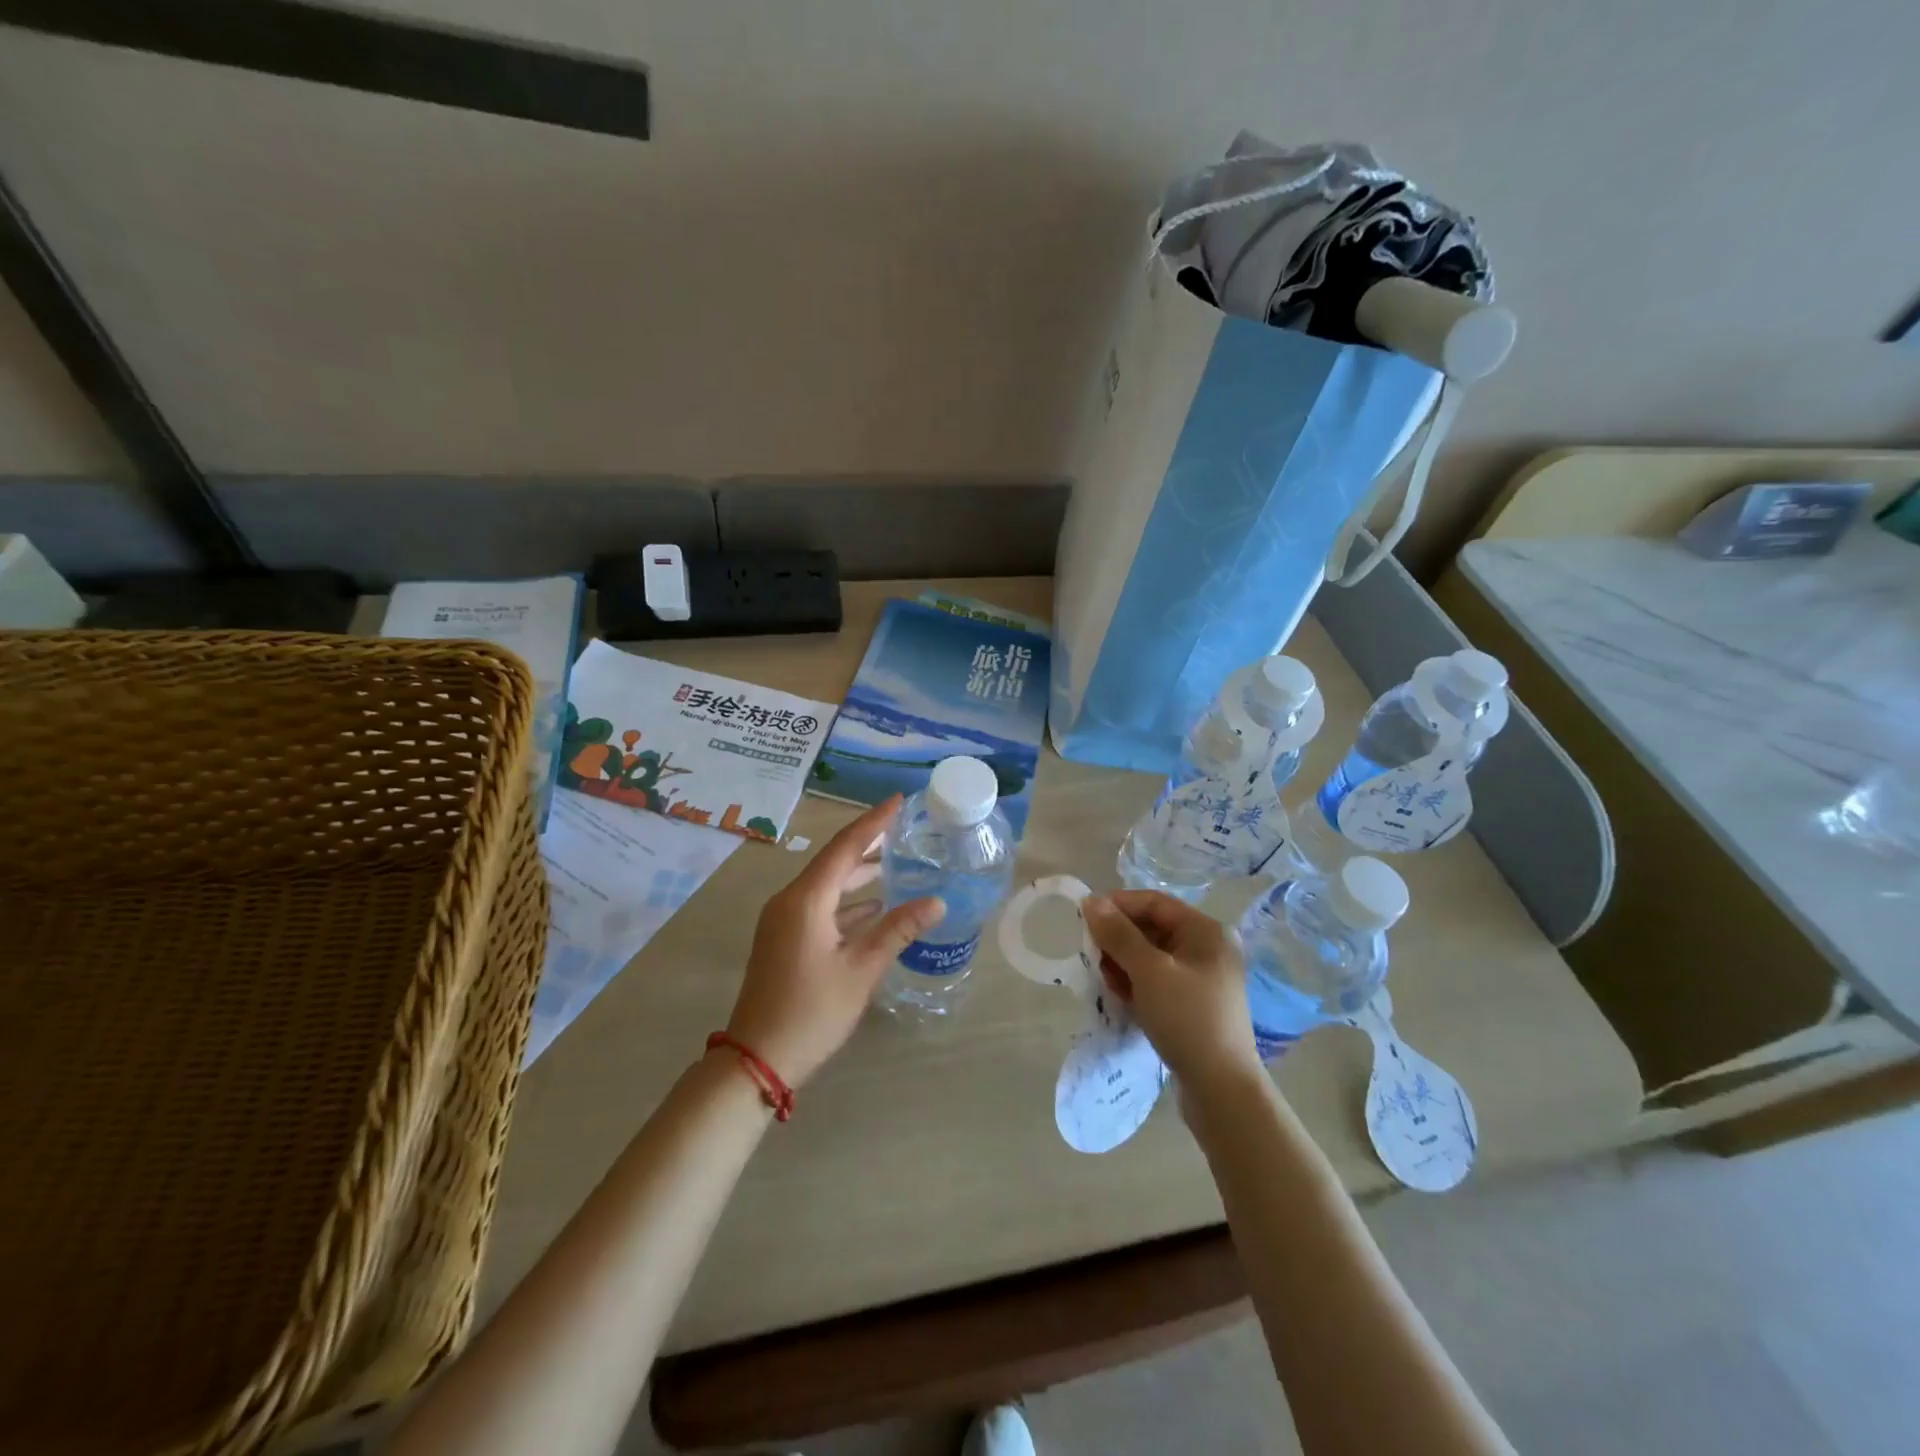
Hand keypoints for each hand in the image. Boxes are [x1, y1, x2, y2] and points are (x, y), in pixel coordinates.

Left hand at [726, 796, 943, 1087]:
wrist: (756, 1060)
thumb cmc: (812, 1011)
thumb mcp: (861, 970)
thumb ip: (898, 930)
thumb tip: (937, 902)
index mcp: (806, 900)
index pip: (845, 847)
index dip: (874, 822)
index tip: (899, 800)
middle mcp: (790, 901)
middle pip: (834, 861)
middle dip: (868, 844)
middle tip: (903, 828)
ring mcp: (783, 921)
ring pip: (827, 885)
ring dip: (859, 874)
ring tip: (896, 861)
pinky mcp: (784, 940)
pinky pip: (820, 906)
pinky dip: (847, 902)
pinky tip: (874, 906)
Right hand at [1082, 890, 1261, 1091]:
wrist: (1222, 1090)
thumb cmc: (1187, 1019)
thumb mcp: (1148, 972)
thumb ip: (1119, 934)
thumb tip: (1091, 900)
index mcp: (1205, 931)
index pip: (1154, 902)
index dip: (1118, 905)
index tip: (1084, 917)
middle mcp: (1207, 948)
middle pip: (1152, 928)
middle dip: (1118, 938)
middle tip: (1091, 955)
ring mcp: (1202, 978)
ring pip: (1152, 956)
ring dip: (1124, 962)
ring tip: (1105, 980)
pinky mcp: (1195, 1004)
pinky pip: (1158, 980)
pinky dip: (1137, 983)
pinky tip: (1121, 997)